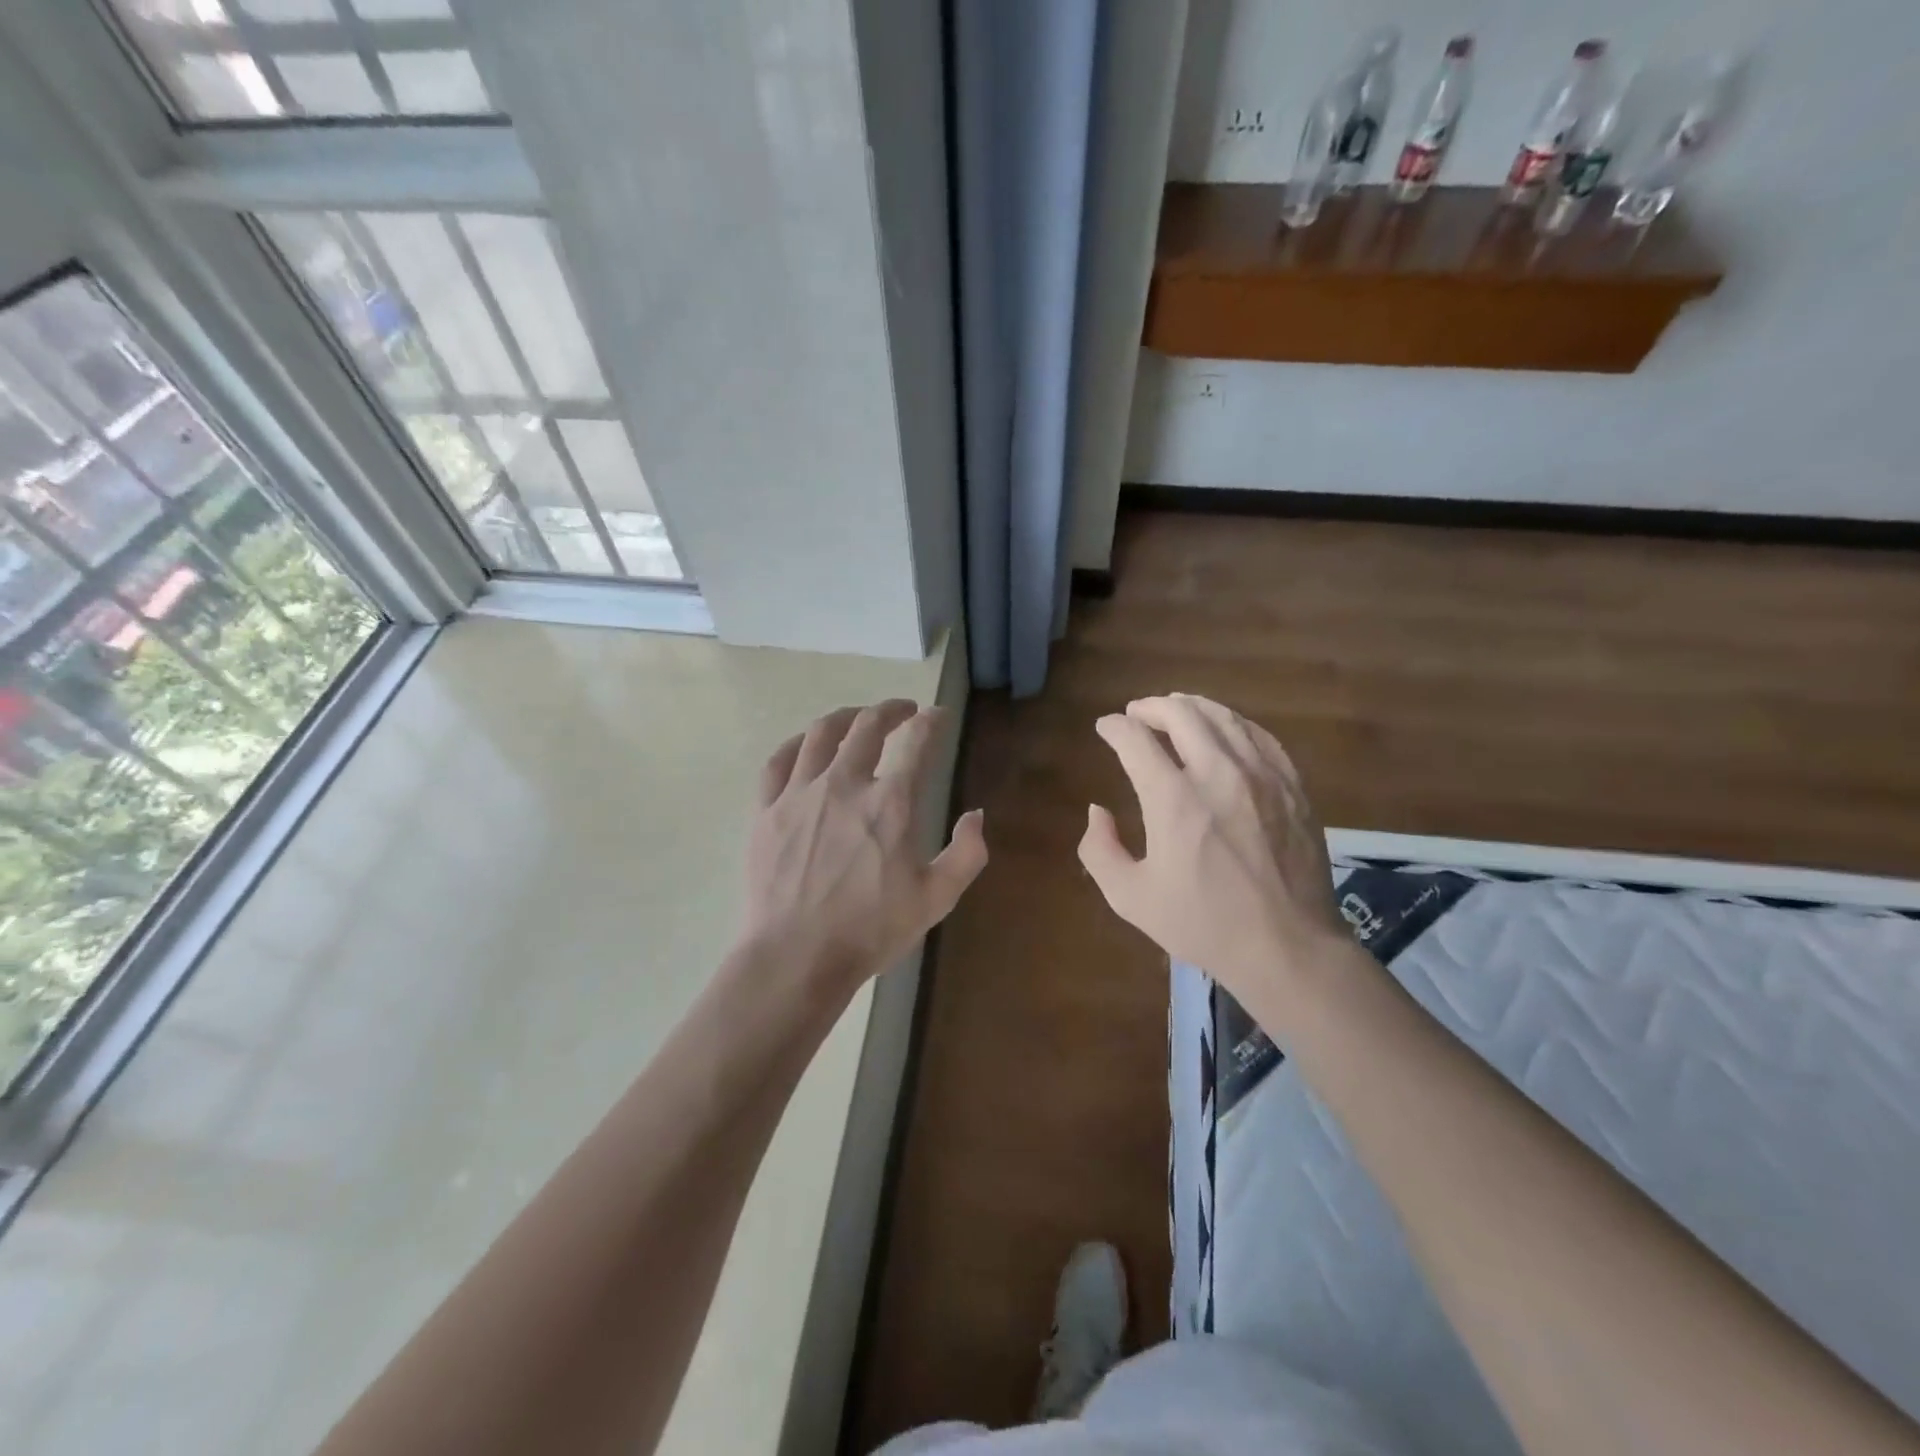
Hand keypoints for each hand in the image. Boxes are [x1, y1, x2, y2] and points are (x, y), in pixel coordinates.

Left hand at [740, 699, 987, 995]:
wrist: (795, 957)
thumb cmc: (870, 931)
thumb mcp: (936, 899)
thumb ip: (966, 854)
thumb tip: (976, 816)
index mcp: (890, 803)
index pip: (916, 742)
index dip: (931, 722)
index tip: (937, 715)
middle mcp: (844, 784)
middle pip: (867, 726)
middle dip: (890, 710)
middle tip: (903, 711)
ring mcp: (799, 794)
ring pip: (821, 734)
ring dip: (846, 717)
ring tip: (858, 718)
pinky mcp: (766, 810)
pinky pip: (778, 760)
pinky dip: (798, 743)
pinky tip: (807, 744)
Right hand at [1078, 694, 1350, 1013]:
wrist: (1287, 947)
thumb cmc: (1203, 924)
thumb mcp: (1130, 897)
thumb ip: (1099, 850)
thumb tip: (1097, 811)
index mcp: (1173, 800)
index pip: (1135, 740)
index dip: (1114, 727)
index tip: (1105, 728)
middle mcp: (1217, 773)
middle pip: (1181, 714)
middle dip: (1151, 707)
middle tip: (1137, 713)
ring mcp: (1262, 775)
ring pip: (1223, 717)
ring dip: (1191, 707)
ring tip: (1176, 710)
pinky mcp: (1292, 785)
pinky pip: (1259, 735)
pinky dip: (1233, 723)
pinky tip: (1224, 730)